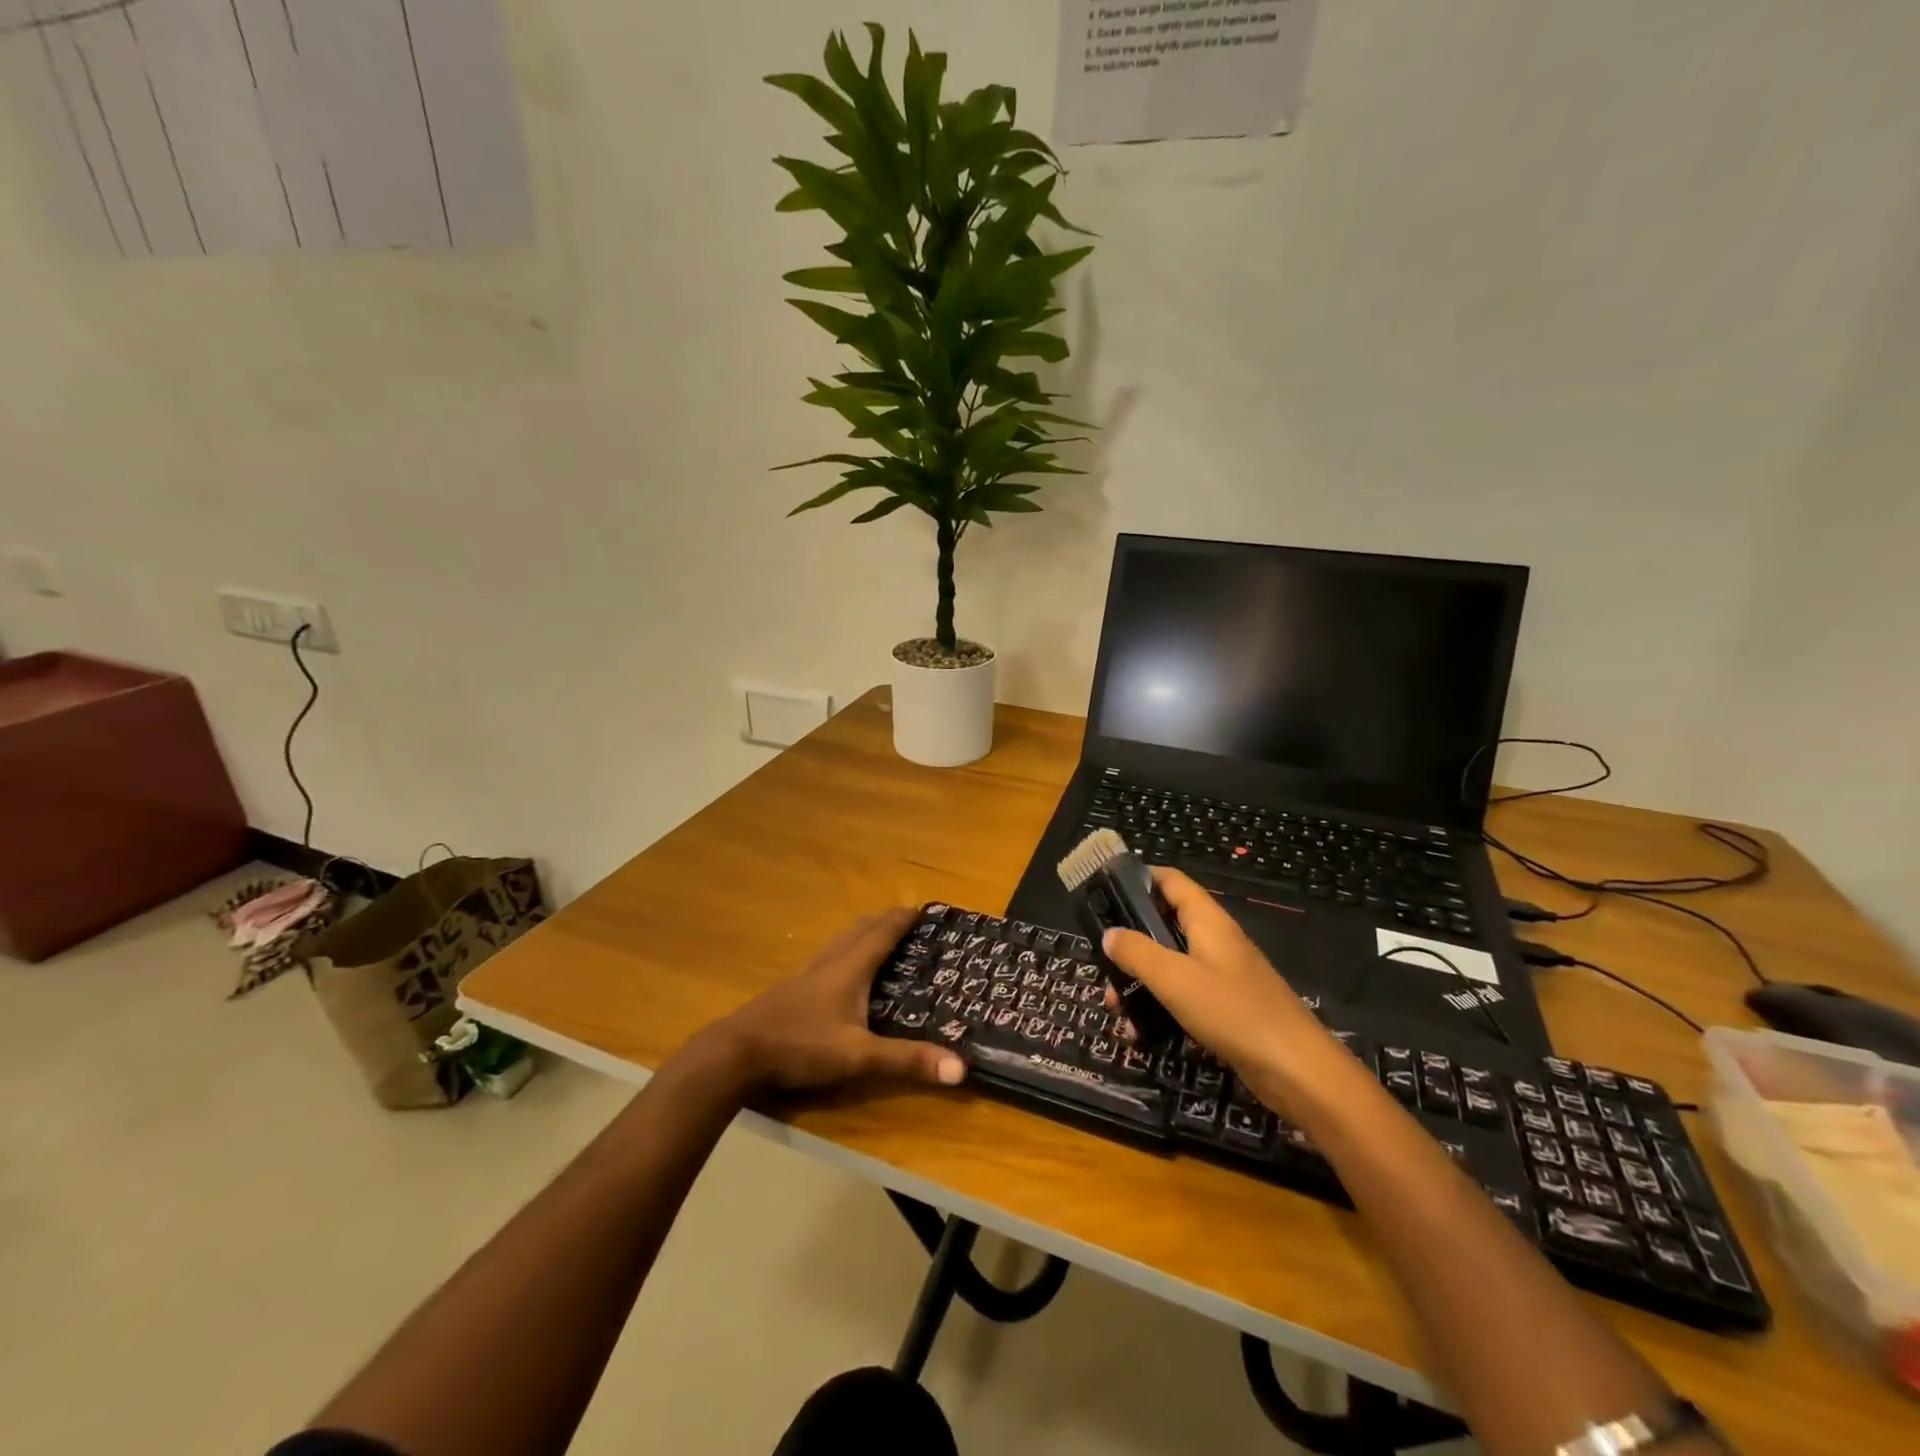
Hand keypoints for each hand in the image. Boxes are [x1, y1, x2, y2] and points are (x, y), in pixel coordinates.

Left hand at [697, 908, 966, 1093]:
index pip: (881, 934)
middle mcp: (828, 964)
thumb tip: (961, 1068)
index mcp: (849, 969)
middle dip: (882, 922)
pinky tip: (834, 975)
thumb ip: (907, 1061)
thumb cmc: (801, 1046)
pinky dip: (840, 955)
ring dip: (859, 936)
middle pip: (858, 931)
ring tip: (873, 939)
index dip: (902, 919)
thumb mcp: (858, 1057)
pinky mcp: (788, 991)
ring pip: (838, 944)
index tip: (921, 908)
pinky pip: (823, 961)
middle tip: (903, 920)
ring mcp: (804, 976)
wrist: (735, 1053)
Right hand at [1103, 869, 1338, 1103]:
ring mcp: (1221, 975)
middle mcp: (1214, 941)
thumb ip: (1138, 953)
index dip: (1138, 878)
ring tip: (1113, 1006)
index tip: (1104, 889)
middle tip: (1100, 959)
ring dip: (1139, 980)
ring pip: (1169, 964)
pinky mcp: (1225, 1007)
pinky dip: (1159, 1007)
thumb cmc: (1234, 1012)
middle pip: (1164, 924)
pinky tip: (1138, 1033)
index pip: (1171, 881)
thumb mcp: (1176, 979)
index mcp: (1208, 921)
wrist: (1297, 1072)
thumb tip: (1108, 934)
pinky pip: (1182, 996)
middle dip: (1130, 940)